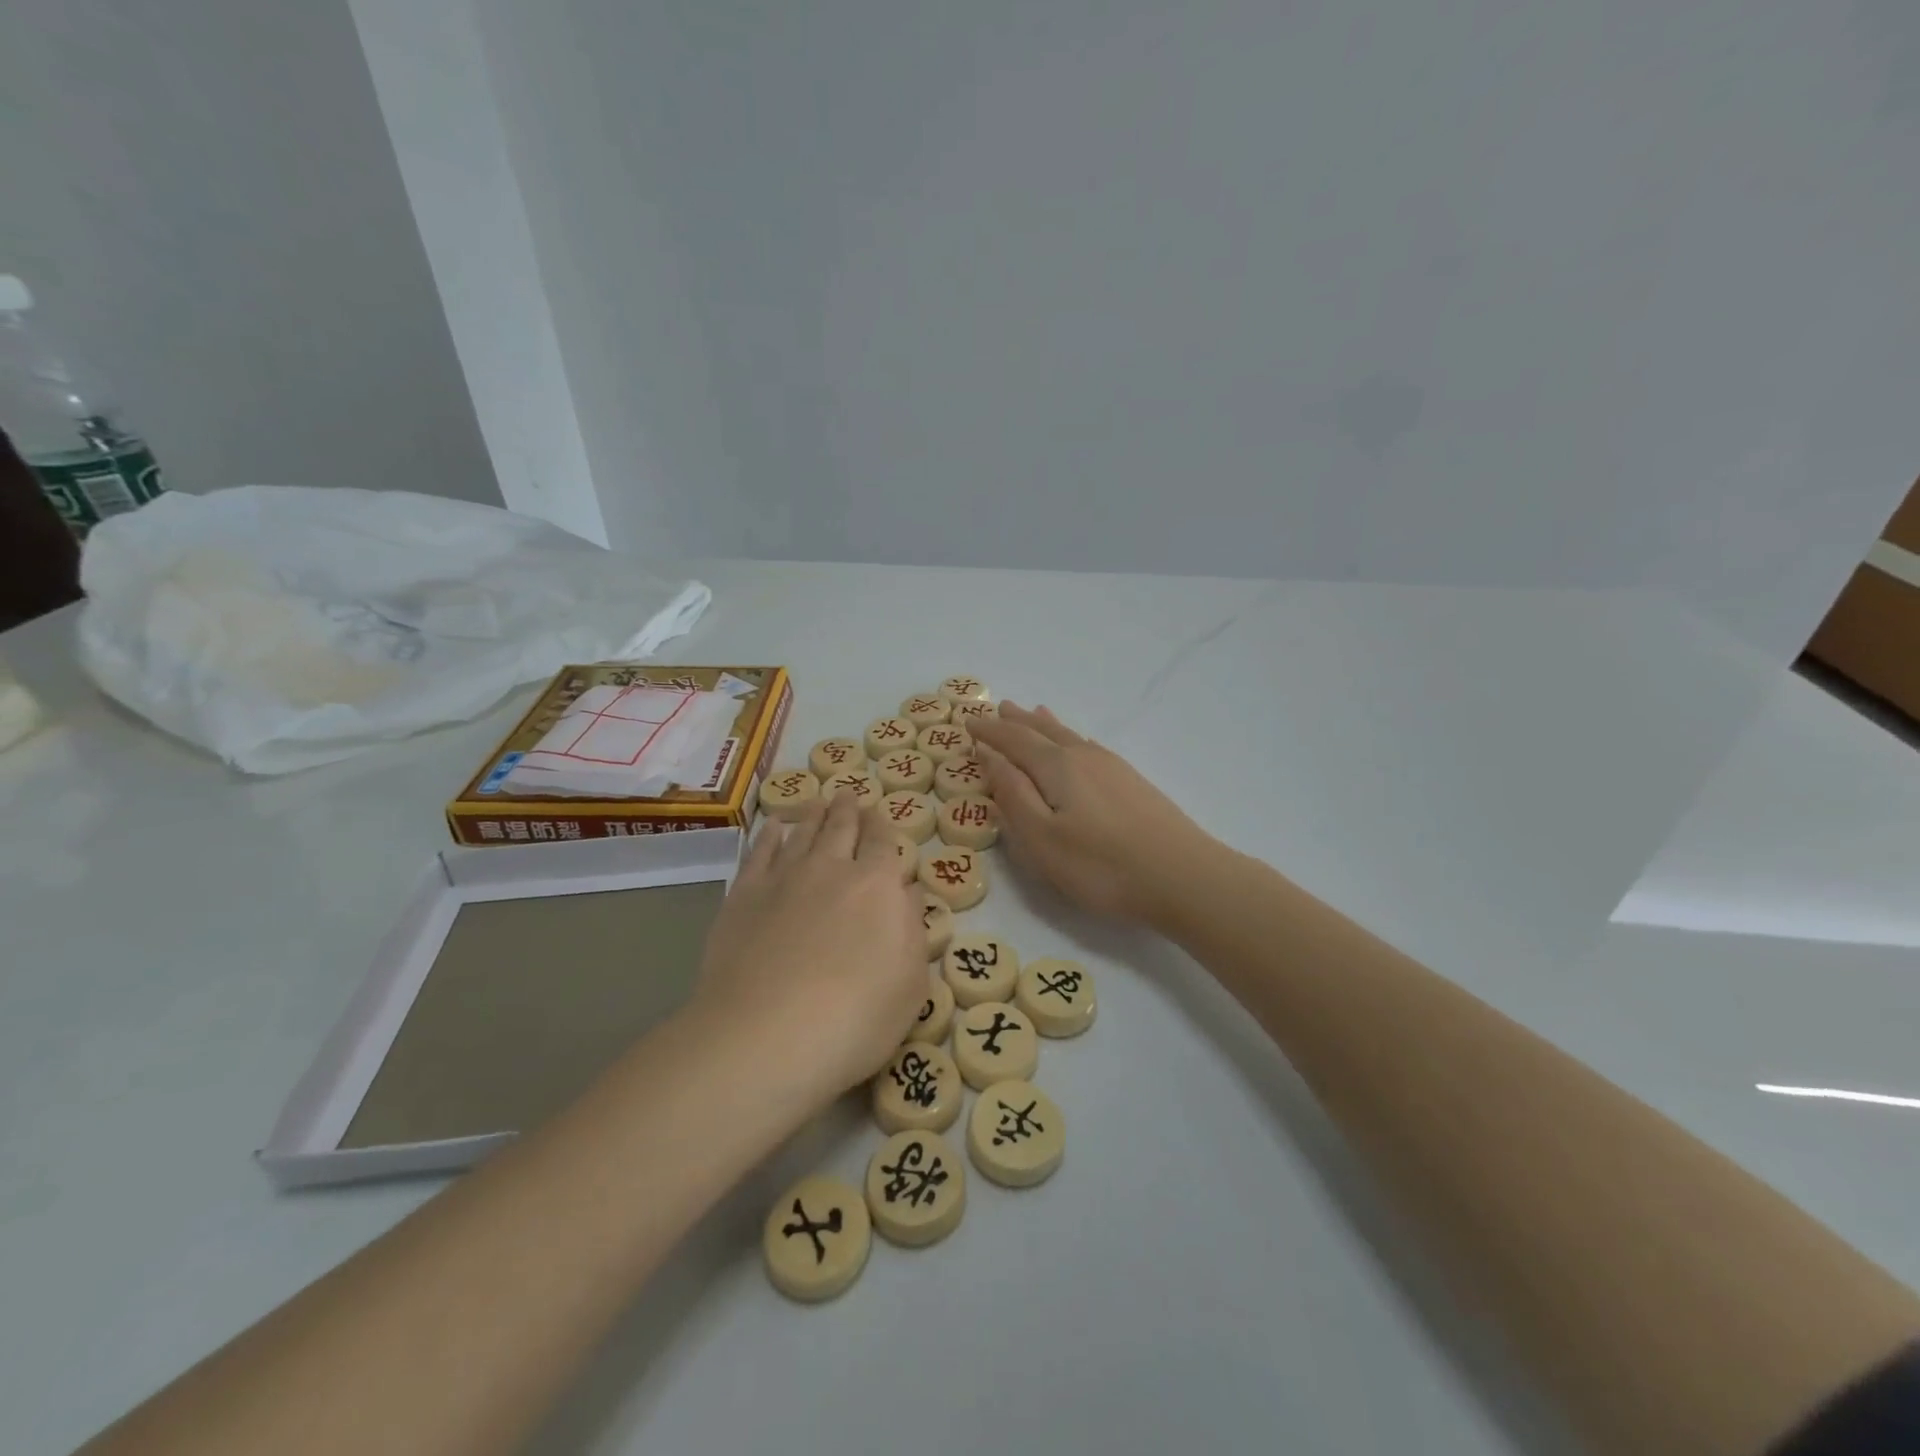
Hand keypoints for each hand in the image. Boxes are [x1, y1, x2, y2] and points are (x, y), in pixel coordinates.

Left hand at [692, 793, 924, 1102]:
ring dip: (813, 813)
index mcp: (878, 885)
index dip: (882, 825)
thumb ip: (912, 928)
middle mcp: (831, 868)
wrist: (766, 1036)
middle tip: (848, 794)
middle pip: (842, 826)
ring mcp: (783, 877)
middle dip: (849, 809)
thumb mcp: (911, 982)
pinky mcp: (744, 895)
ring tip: (818, 801)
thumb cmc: (856, 1018)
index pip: (883, 841)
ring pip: (802, 831)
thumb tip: (907, 891)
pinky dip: (770, 834)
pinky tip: (774, 826)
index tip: (879, 814)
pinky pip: (760, 851)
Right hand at [969, 703, 1216, 926]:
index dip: (989, 731)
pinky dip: (1071, 739)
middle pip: (1043, 731)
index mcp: (1056, 767)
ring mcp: (1113, 767)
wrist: (1183, 876)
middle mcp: (1084, 756)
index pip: (1014, 740)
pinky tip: (1079, 744)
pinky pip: (1089, 747)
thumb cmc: (1101, 865)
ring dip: (1045, 725)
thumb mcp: (1041, 838)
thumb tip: (990, 756)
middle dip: (1017, 721)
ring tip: (1034, 711)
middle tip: (999, 708)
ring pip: (1069, 736)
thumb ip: (1012, 795)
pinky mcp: (1133, 783)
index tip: (968, 722)